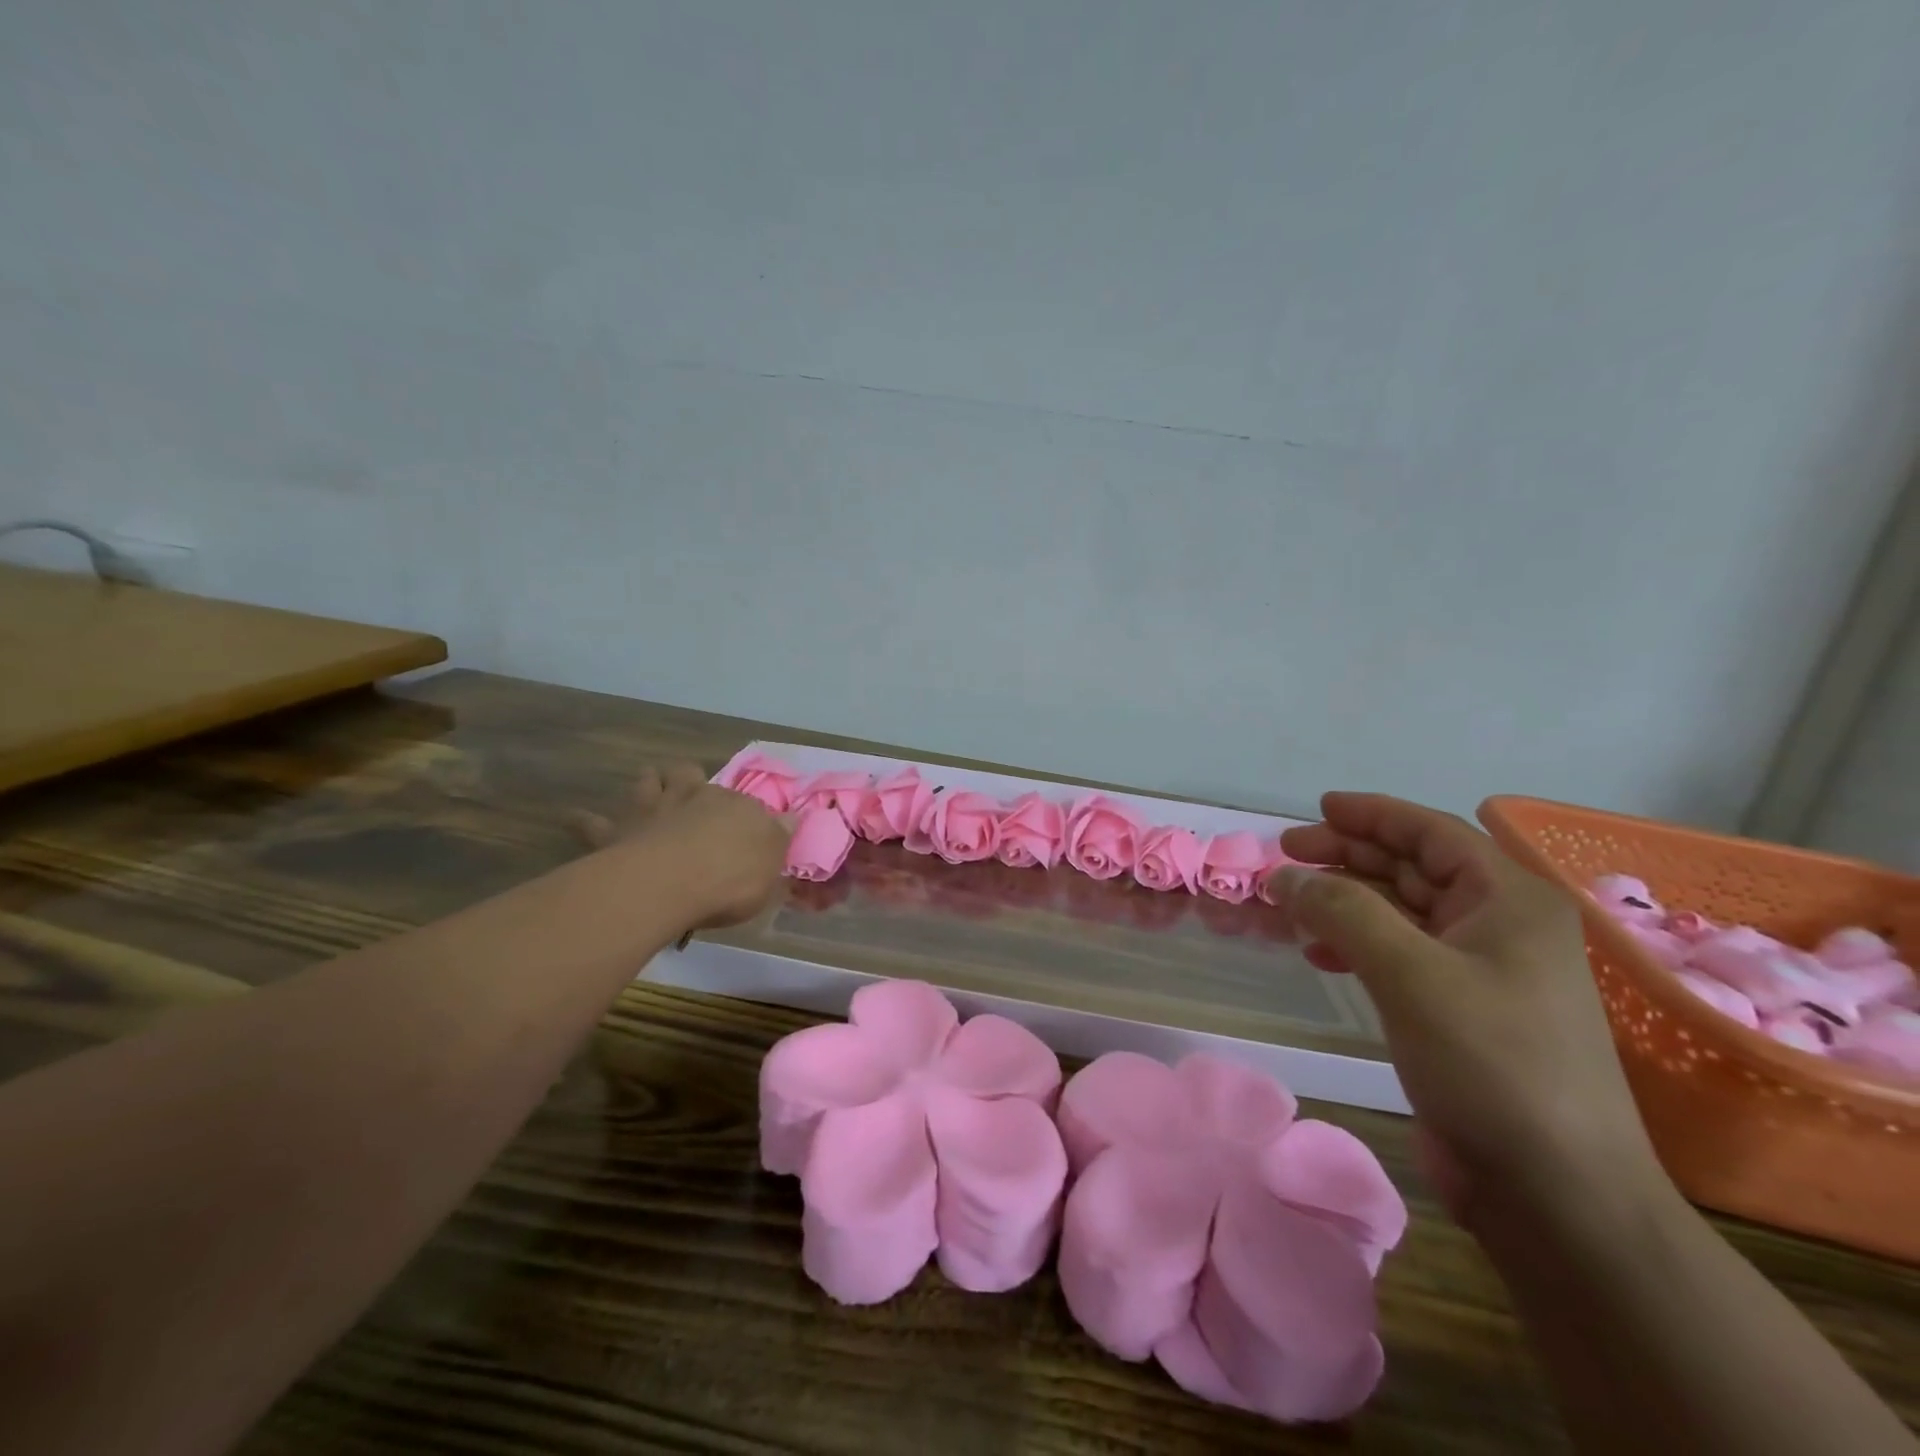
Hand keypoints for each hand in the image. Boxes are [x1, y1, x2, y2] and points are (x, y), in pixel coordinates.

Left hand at [578, 761, 791, 930]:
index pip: (746, 804)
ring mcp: (653, 810)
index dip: (746, 815)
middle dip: (690, 781)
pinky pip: (592, 823)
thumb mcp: (771, 869)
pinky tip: (574, 817)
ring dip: (648, 784)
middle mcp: (695, 798)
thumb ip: (778, 842)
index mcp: (738, 807)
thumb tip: (791, 818)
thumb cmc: (730, 879)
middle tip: (690, 793)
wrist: (671, 883)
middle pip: (691, 777)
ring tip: (648, 788)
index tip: (748, 831)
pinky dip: (584, 820)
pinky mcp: (616, 831)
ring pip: (648, 782)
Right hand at [1265, 793, 1663, 1226]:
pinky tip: (1320, 954)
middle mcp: (1500, 926)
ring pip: (1401, 912)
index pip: (1431, 833)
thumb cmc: (1493, 1063)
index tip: (1315, 809)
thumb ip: (1344, 911)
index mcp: (1508, 900)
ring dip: (1345, 902)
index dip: (1371, 814)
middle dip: (1348, 856)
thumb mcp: (1411, 974)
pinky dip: (1357, 945)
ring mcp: (1483, 971)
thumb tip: (1285, 875)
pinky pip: (1400, 955)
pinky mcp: (1462, 1012)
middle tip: (1286, 855)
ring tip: (1290, 904)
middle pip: (1412, 868)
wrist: (1556, 1193)